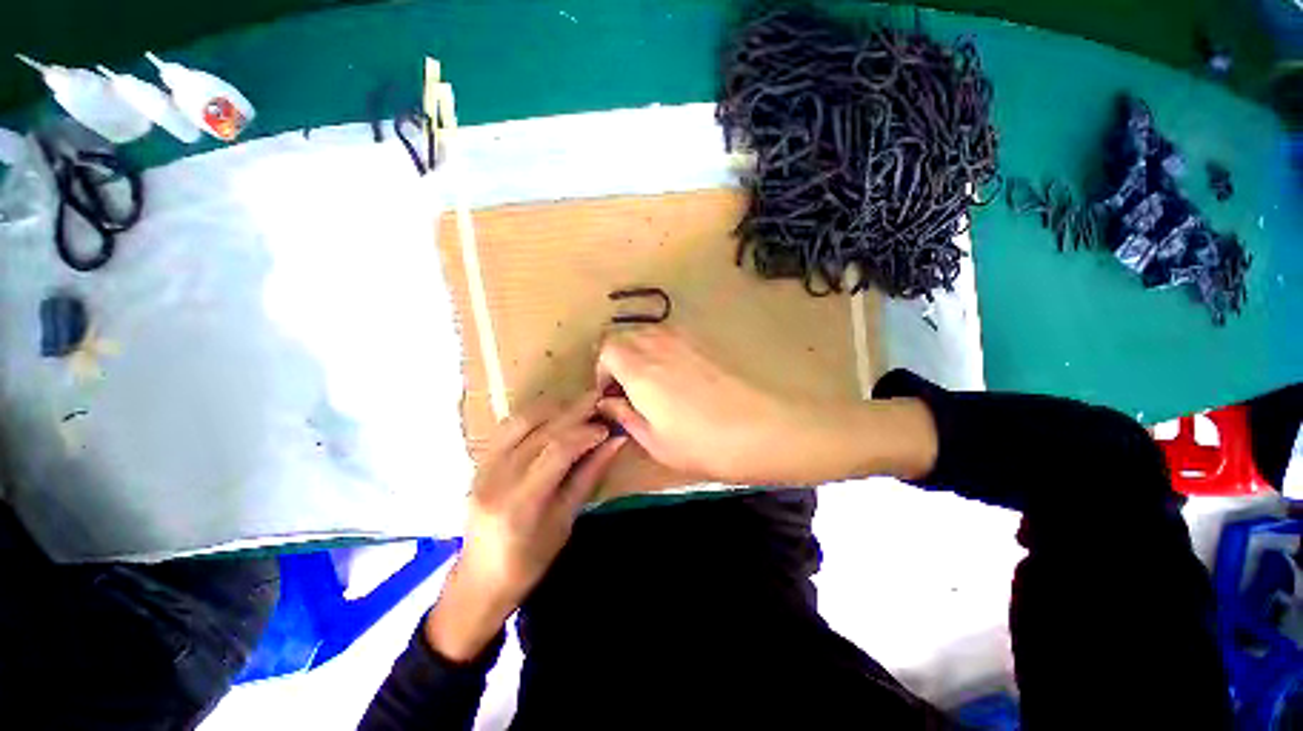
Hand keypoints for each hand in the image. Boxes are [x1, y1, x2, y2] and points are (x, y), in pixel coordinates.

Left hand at [426, 393, 626, 660]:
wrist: (478, 580)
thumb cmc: (528, 562)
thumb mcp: (565, 522)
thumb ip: (589, 475)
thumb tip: (616, 442)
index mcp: (519, 503)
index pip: (557, 450)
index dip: (586, 433)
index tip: (608, 427)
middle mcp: (496, 478)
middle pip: (540, 429)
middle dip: (575, 411)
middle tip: (601, 401)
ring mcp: (483, 466)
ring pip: (522, 419)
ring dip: (555, 407)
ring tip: (582, 405)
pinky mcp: (480, 460)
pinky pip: (510, 425)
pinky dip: (537, 414)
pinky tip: (556, 413)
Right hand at [595, 326, 936, 485]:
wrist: (765, 428)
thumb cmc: (706, 444)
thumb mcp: (655, 442)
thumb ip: (625, 417)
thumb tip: (608, 403)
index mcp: (640, 368)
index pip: (606, 348)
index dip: (602, 370)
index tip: (612, 395)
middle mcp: (658, 344)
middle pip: (624, 335)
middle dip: (617, 359)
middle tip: (627, 390)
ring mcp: (684, 339)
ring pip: (647, 333)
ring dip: (638, 353)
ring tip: (651, 385)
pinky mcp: (704, 341)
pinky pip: (669, 337)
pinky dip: (660, 350)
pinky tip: (677, 378)